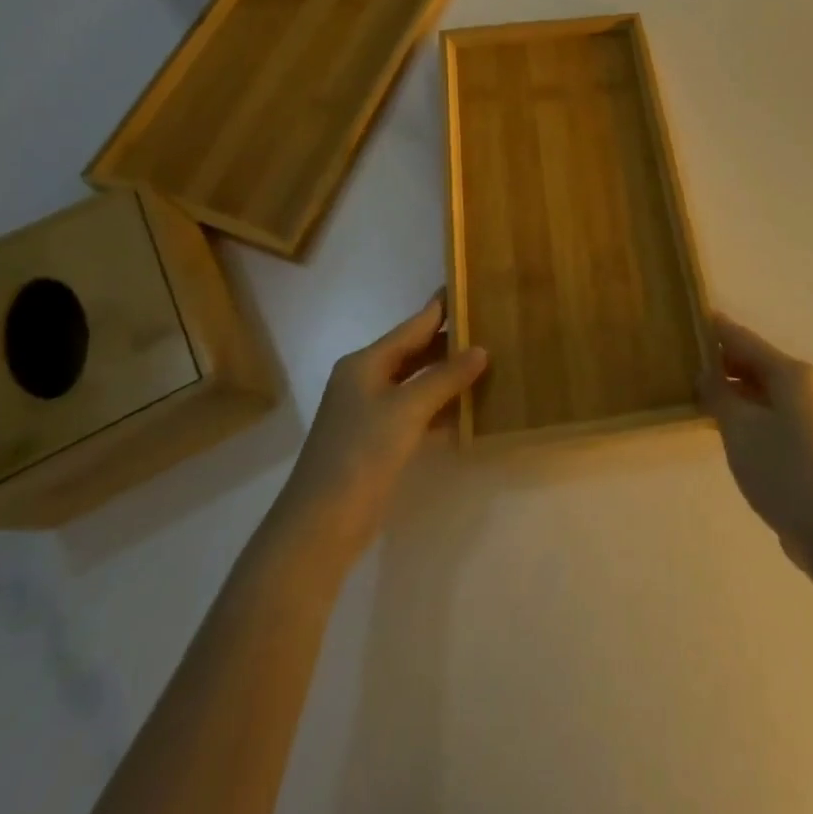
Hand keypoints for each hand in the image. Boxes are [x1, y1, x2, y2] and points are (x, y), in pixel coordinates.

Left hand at [270, 295, 486, 571]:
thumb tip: (481, 350)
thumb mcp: (407, 409)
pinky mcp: (378, 442)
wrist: (321, 524)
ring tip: (490, 363)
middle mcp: (366, 381)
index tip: (469, 289)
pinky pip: (417, 413)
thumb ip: (445, 377)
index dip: (440, 309)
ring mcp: (371, 413)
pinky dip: (441, 408)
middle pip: (414, 353)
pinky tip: (470, 410)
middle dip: (450, 343)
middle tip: (491, 328)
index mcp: (365, 363)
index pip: (412, 327)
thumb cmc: (361, 453)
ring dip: (449, 377)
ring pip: (417, 384)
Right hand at [700, 317, 812, 568]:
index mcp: (789, 372)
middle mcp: (801, 384)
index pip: (742, 338)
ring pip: (759, 388)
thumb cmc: (783, 469)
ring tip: (691, 388)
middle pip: (753, 361)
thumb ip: (717, 393)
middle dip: (718, 359)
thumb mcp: (739, 427)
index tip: (685, 317)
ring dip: (729, 387)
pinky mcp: (805, 440)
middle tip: (679, 357)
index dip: (713, 328)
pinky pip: (766, 411)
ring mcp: (806, 413)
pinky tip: (719, 421)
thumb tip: (704, 371)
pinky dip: (743, 409)